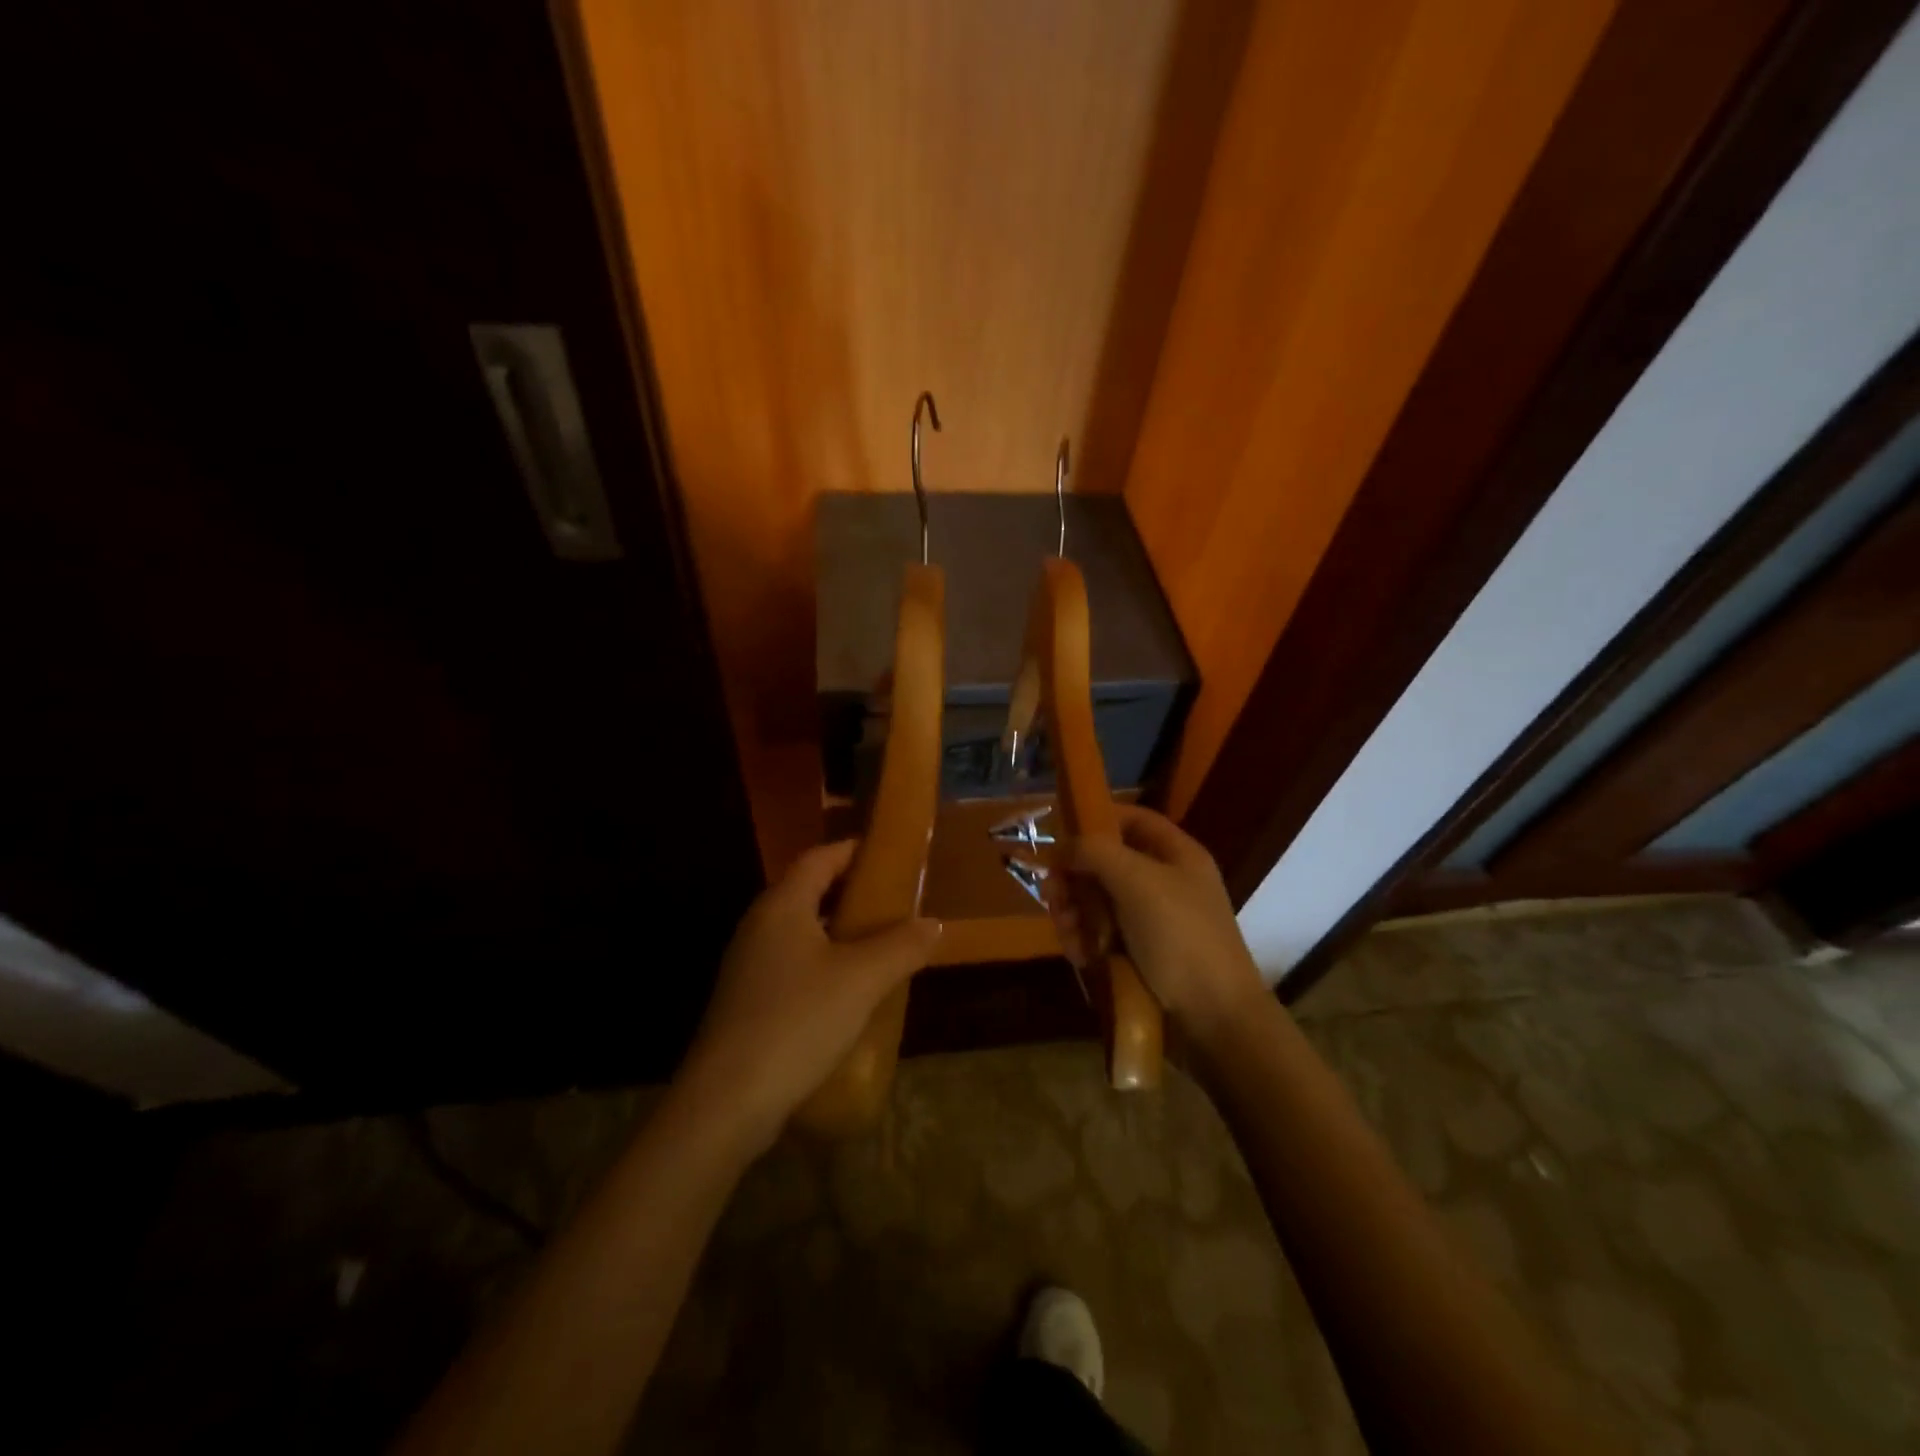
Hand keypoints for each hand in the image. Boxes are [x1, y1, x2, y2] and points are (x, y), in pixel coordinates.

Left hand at [677, 840, 941, 1149]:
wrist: (727, 1102)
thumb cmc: (798, 1021)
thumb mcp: (862, 980)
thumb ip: (902, 946)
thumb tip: (933, 923)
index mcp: (782, 906)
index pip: (819, 858)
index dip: (852, 850)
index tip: (888, 854)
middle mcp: (759, 926)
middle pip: (808, 892)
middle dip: (851, 892)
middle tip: (894, 902)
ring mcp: (749, 966)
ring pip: (801, 932)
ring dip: (839, 932)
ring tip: (880, 945)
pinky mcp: (747, 1002)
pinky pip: (793, 965)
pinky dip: (824, 964)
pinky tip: (850, 992)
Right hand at [1047, 806, 1265, 1046]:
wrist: (1214, 1020)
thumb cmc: (1180, 937)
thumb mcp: (1137, 881)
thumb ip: (1095, 852)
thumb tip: (1062, 848)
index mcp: (1176, 855)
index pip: (1131, 820)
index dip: (1096, 820)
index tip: (1060, 836)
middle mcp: (1163, 882)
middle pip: (1104, 863)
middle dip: (1074, 878)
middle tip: (1053, 896)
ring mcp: (1151, 921)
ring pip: (1096, 902)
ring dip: (1073, 913)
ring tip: (1068, 934)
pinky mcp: (1138, 955)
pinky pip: (1100, 936)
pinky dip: (1084, 941)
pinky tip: (1079, 956)